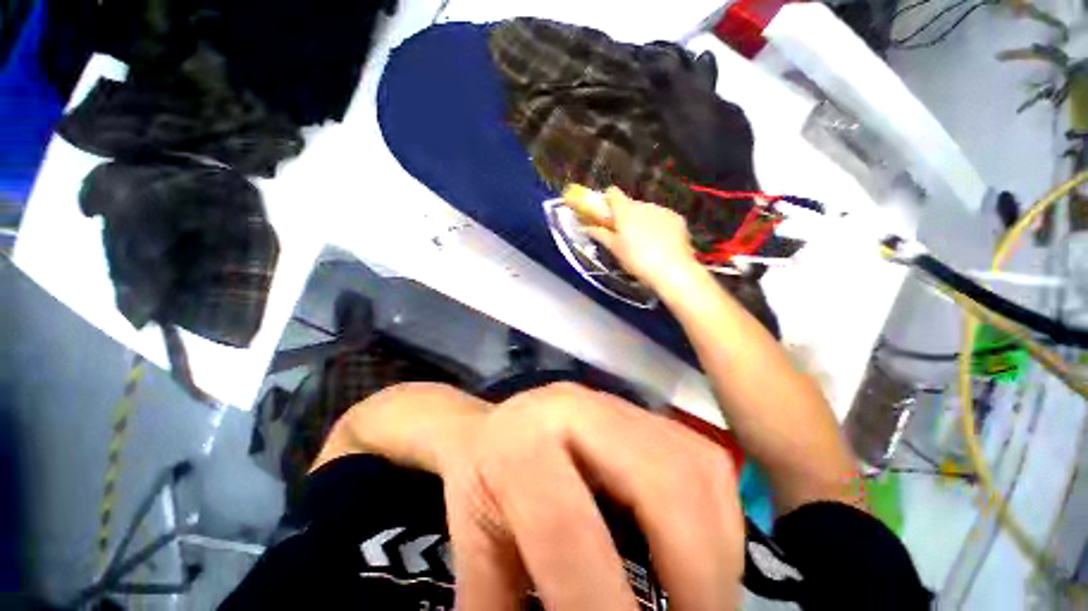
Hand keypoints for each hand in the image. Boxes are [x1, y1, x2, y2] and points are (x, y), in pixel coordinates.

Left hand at [436, 383, 743, 610]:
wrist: (496, 428)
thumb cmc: (481, 488)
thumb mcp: (479, 556)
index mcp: (521, 443)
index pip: (571, 531)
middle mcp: (575, 408)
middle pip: (663, 483)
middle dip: (697, 579)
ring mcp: (613, 404)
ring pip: (698, 469)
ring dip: (717, 552)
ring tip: (696, 602)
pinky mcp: (641, 412)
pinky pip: (705, 464)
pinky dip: (718, 522)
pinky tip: (697, 556)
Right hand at [580, 187, 699, 290]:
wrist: (672, 270)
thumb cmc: (637, 260)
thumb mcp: (615, 249)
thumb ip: (600, 234)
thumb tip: (585, 227)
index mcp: (625, 210)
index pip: (612, 193)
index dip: (607, 201)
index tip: (605, 215)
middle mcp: (644, 205)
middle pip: (630, 204)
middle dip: (625, 216)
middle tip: (622, 236)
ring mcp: (663, 210)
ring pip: (647, 211)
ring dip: (642, 221)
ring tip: (642, 243)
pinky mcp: (677, 219)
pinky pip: (662, 218)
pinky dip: (658, 226)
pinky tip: (659, 244)